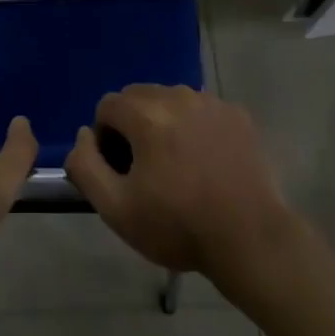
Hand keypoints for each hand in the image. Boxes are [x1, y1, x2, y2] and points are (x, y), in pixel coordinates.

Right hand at [64, 84, 291, 279]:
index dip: (105, 137)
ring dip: (164, 123)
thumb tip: (83, 134)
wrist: (250, 240)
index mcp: (146, 114)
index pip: (107, 105)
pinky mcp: (237, 114)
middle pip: (139, 97)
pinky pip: (202, 110)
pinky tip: (207, 162)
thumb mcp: (116, 208)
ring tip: (178, 166)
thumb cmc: (178, 226)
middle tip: (146, 169)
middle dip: (133, 125)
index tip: (121, 170)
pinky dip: (196, 127)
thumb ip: (86, 165)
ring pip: (171, 100)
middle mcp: (177, 95)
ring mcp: (211, 102)